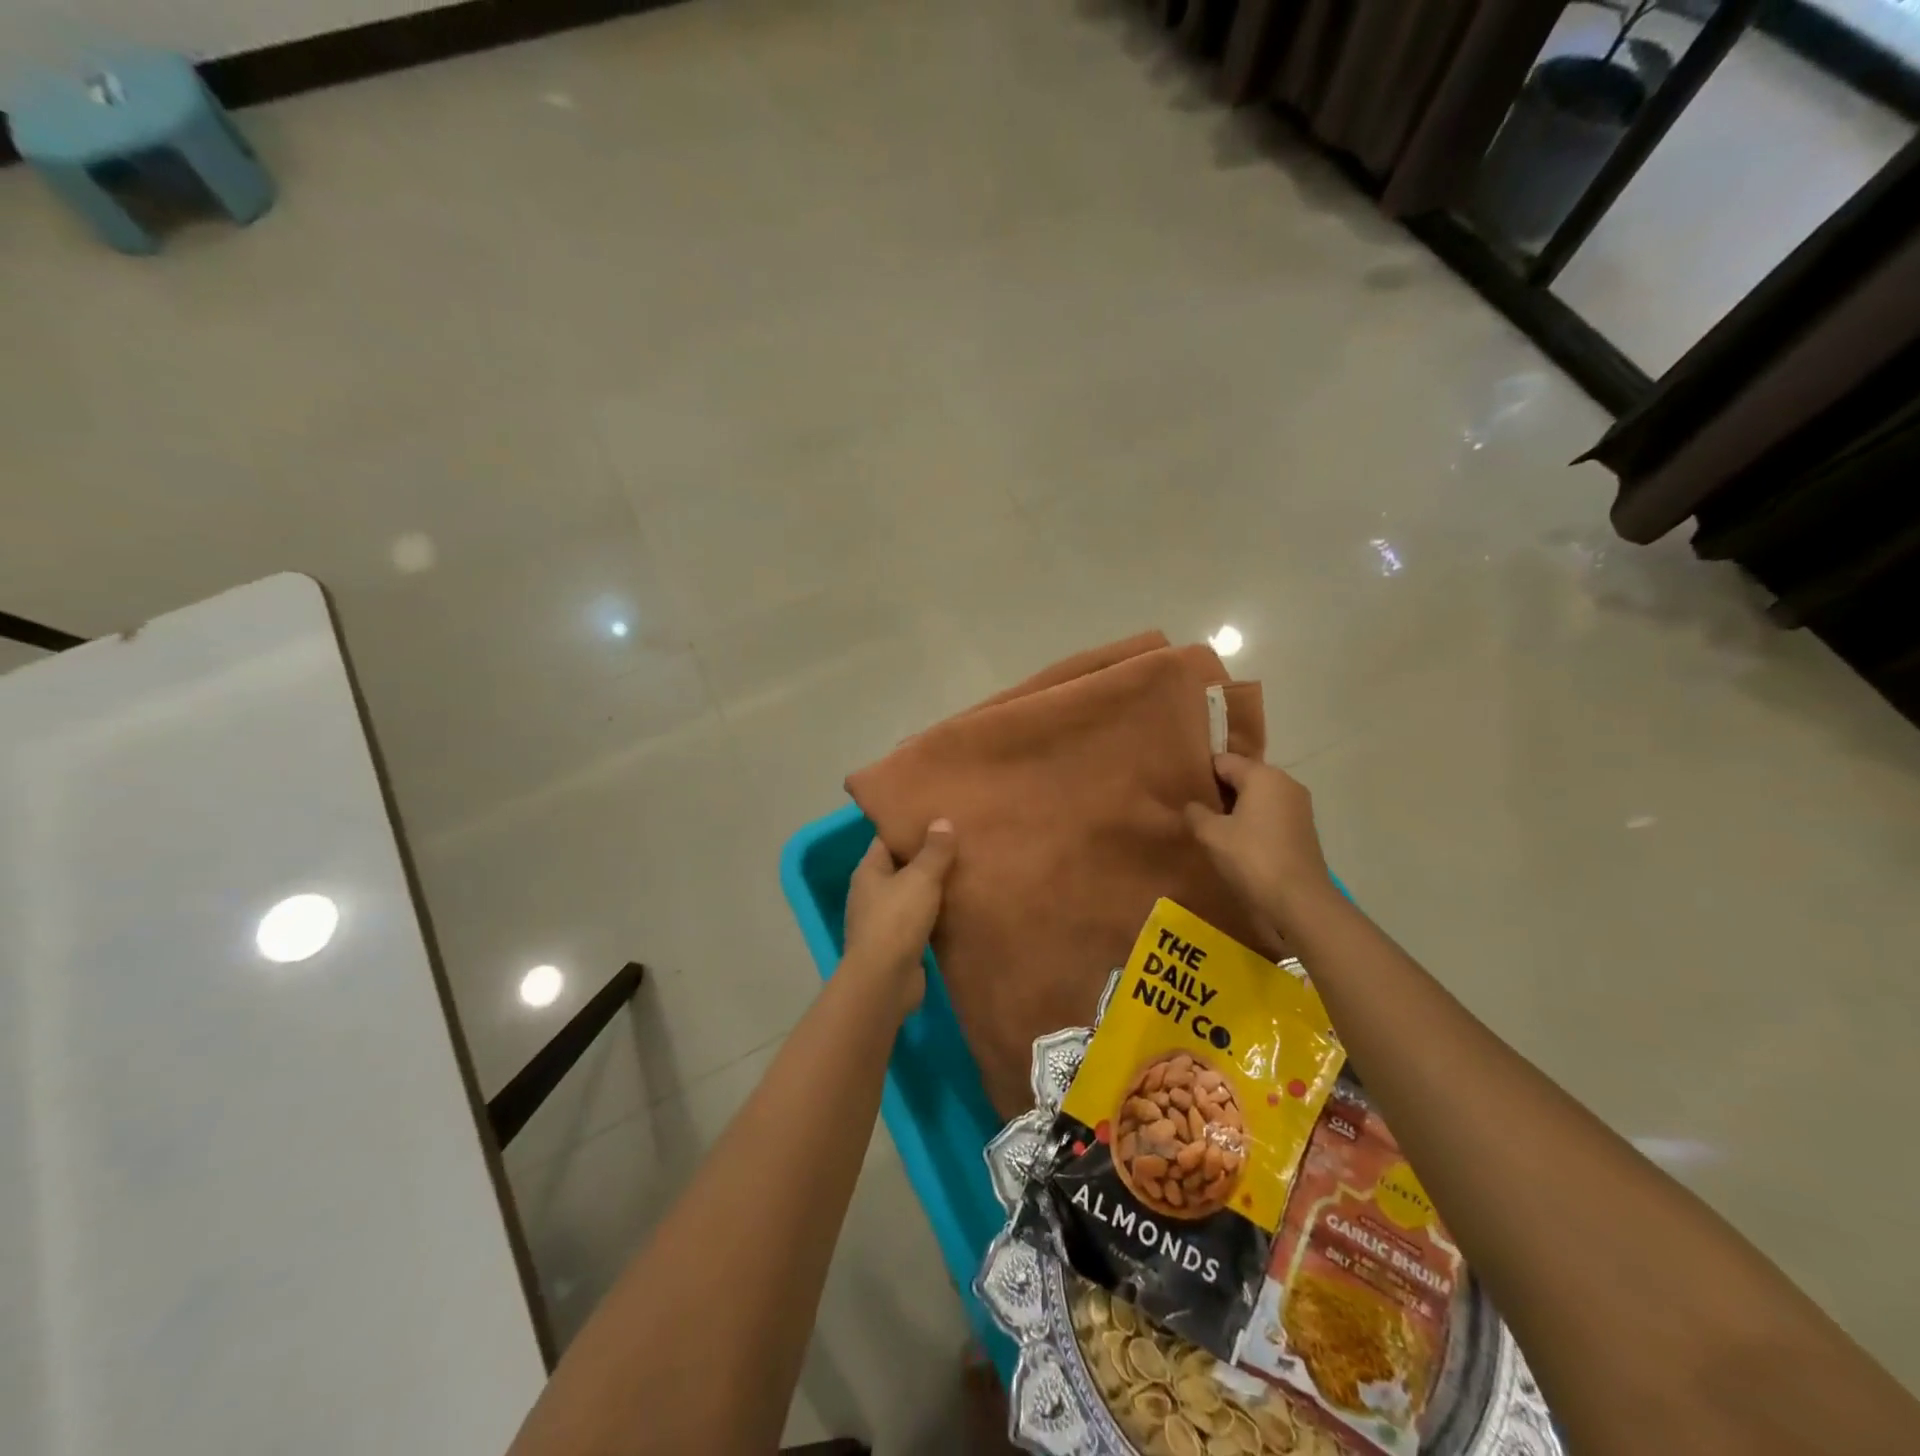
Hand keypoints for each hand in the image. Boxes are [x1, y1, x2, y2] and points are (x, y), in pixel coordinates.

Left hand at [843, 819, 957, 1009]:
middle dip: (926, 856)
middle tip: (959, 841)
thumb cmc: (897, 921)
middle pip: (901, 866)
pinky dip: (935, 913)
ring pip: (911, 894)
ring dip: (932, 887)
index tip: (937, 816)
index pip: (887, 839)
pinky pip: (919, 919)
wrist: (885, 982)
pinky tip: (958, 906)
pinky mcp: (896, 945)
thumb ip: (934, 851)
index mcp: (868, 871)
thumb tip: (942, 821)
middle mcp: (871, 893)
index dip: (909, 827)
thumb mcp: (920, 878)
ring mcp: (882, 920)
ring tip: (964, 870)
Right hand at [1184, 754, 1334, 937]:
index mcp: (1263, 775)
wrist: (1299, 901)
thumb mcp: (1210, 834)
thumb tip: (1193, 807)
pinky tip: (1240, 843)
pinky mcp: (1304, 828)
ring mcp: (1299, 806)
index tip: (1185, 793)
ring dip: (1237, 809)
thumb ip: (1195, 813)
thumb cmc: (1251, 858)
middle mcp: (1286, 782)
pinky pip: (1271, 814)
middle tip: (1197, 812)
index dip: (1201, 775)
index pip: (1223, 761)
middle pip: (1243, 777)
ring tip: (1216, 830)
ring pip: (1258, 797)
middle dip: (1220, 792)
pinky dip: (1254, 822)